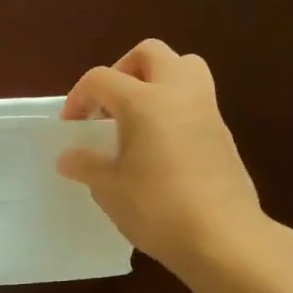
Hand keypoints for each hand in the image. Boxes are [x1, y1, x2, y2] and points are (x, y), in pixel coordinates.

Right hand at [57, 39, 265, 276]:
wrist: (223, 238)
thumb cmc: (157, 208)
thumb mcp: (109, 188)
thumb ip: (86, 165)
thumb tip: (68, 157)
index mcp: (144, 101)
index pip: (101, 78)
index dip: (79, 97)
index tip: (72, 126)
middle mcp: (178, 93)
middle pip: (151, 53)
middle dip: (123, 70)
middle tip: (109, 104)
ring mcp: (207, 110)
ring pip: (185, 67)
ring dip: (157, 80)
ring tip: (138, 116)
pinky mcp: (223, 133)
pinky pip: (197, 99)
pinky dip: (175, 107)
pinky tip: (161, 145)